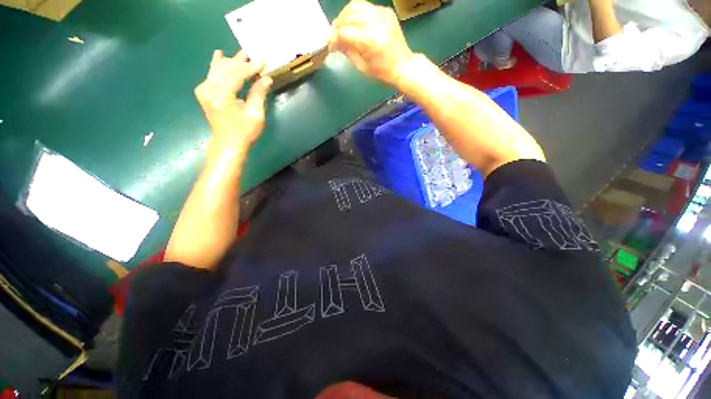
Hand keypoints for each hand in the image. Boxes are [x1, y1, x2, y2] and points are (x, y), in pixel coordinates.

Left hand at [194, 50, 272, 152]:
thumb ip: (258, 94)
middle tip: (251, 54)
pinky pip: (212, 75)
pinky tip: (219, 55)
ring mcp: (204, 90)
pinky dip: (218, 66)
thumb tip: (266, 78)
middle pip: (225, 69)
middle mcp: (208, 89)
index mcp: (221, 96)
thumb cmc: (244, 132)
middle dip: (240, 62)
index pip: (237, 75)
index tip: (262, 61)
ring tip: (241, 55)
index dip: (250, 68)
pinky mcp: (204, 92)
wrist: (228, 143)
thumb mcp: (255, 115)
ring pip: (217, 69)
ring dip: (230, 62)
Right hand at [331, 0, 413, 84]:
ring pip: (355, 6)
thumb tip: (334, 42)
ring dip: (345, 16)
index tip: (330, 45)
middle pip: (348, 15)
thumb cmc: (382, 71)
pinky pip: (366, 6)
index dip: (334, 38)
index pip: (344, 32)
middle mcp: (376, 23)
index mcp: (370, 40)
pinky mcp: (386, 11)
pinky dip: (357, 14)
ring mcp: (382, 14)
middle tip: (335, 36)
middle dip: (337, 25)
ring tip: (343, 27)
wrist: (402, 65)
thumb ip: (347, 51)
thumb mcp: (362, 66)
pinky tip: (356, 24)